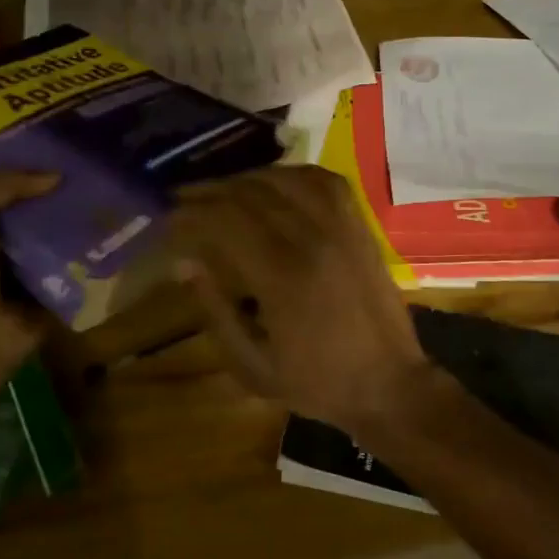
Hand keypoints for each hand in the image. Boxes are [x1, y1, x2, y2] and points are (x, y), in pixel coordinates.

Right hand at [169, 166, 433, 434]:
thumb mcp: (252, 365)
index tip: (168, 219)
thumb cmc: (317, 382)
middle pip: (250, 194)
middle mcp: (313, 240)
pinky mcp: (360, 227)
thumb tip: (185, 263)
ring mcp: (342, 228)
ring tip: (221, 191)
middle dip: (209, 192)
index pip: (226, 222)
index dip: (191, 214)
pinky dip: (294, 174)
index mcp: (283, 277)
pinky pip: (325, 182)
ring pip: (286, 179)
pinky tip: (274, 182)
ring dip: (246, 179)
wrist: (390, 384)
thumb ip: (215, 311)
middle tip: (183, 199)